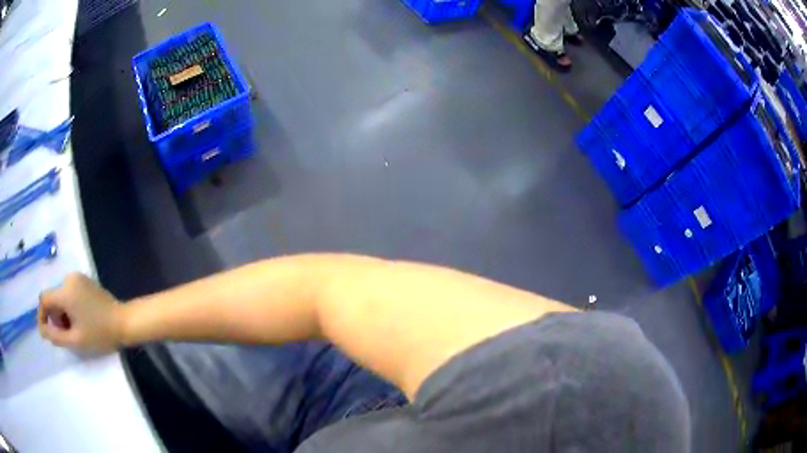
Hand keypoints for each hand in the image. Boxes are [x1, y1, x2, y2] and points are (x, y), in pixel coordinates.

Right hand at [38, 273, 123, 352]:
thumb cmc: (99, 333)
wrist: (124, 322)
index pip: (44, 299)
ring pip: (61, 296)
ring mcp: (78, 278)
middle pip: (53, 298)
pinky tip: (79, 321)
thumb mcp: (75, 340)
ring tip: (74, 330)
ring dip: (62, 313)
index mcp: (65, 290)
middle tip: (65, 335)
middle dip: (55, 318)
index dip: (41, 316)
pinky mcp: (85, 281)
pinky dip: (69, 307)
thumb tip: (42, 330)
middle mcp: (69, 278)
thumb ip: (56, 336)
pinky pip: (69, 293)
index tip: (45, 332)